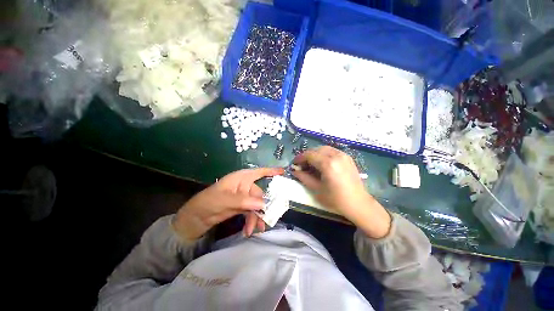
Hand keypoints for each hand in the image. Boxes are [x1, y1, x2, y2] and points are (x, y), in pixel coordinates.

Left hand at [172, 167, 283, 240]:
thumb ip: (244, 201)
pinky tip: (249, 231)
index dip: (271, 171)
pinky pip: (252, 212)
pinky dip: (252, 220)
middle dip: (263, 208)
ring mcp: (243, 197)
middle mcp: (244, 186)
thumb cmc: (207, 202)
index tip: (283, 172)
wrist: (195, 219)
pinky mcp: (241, 207)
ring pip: (257, 205)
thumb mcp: (224, 200)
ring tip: (255, 230)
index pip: (259, 172)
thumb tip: (263, 204)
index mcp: (241, 178)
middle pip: (259, 194)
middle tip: (265, 221)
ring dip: (257, 217)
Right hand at [293, 146, 390, 238]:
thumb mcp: (317, 189)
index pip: (309, 155)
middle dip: (307, 155)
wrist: (358, 203)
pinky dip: (324, 154)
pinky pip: (332, 151)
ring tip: (311, 164)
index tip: (294, 164)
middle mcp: (336, 155)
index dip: (299, 158)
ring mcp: (343, 155)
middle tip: (302, 165)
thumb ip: (304, 177)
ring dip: (315, 154)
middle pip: (316, 149)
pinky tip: (322, 163)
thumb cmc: (336, 199)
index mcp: (328, 164)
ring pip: (324, 148)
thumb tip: (294, 170)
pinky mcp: (347, 157)